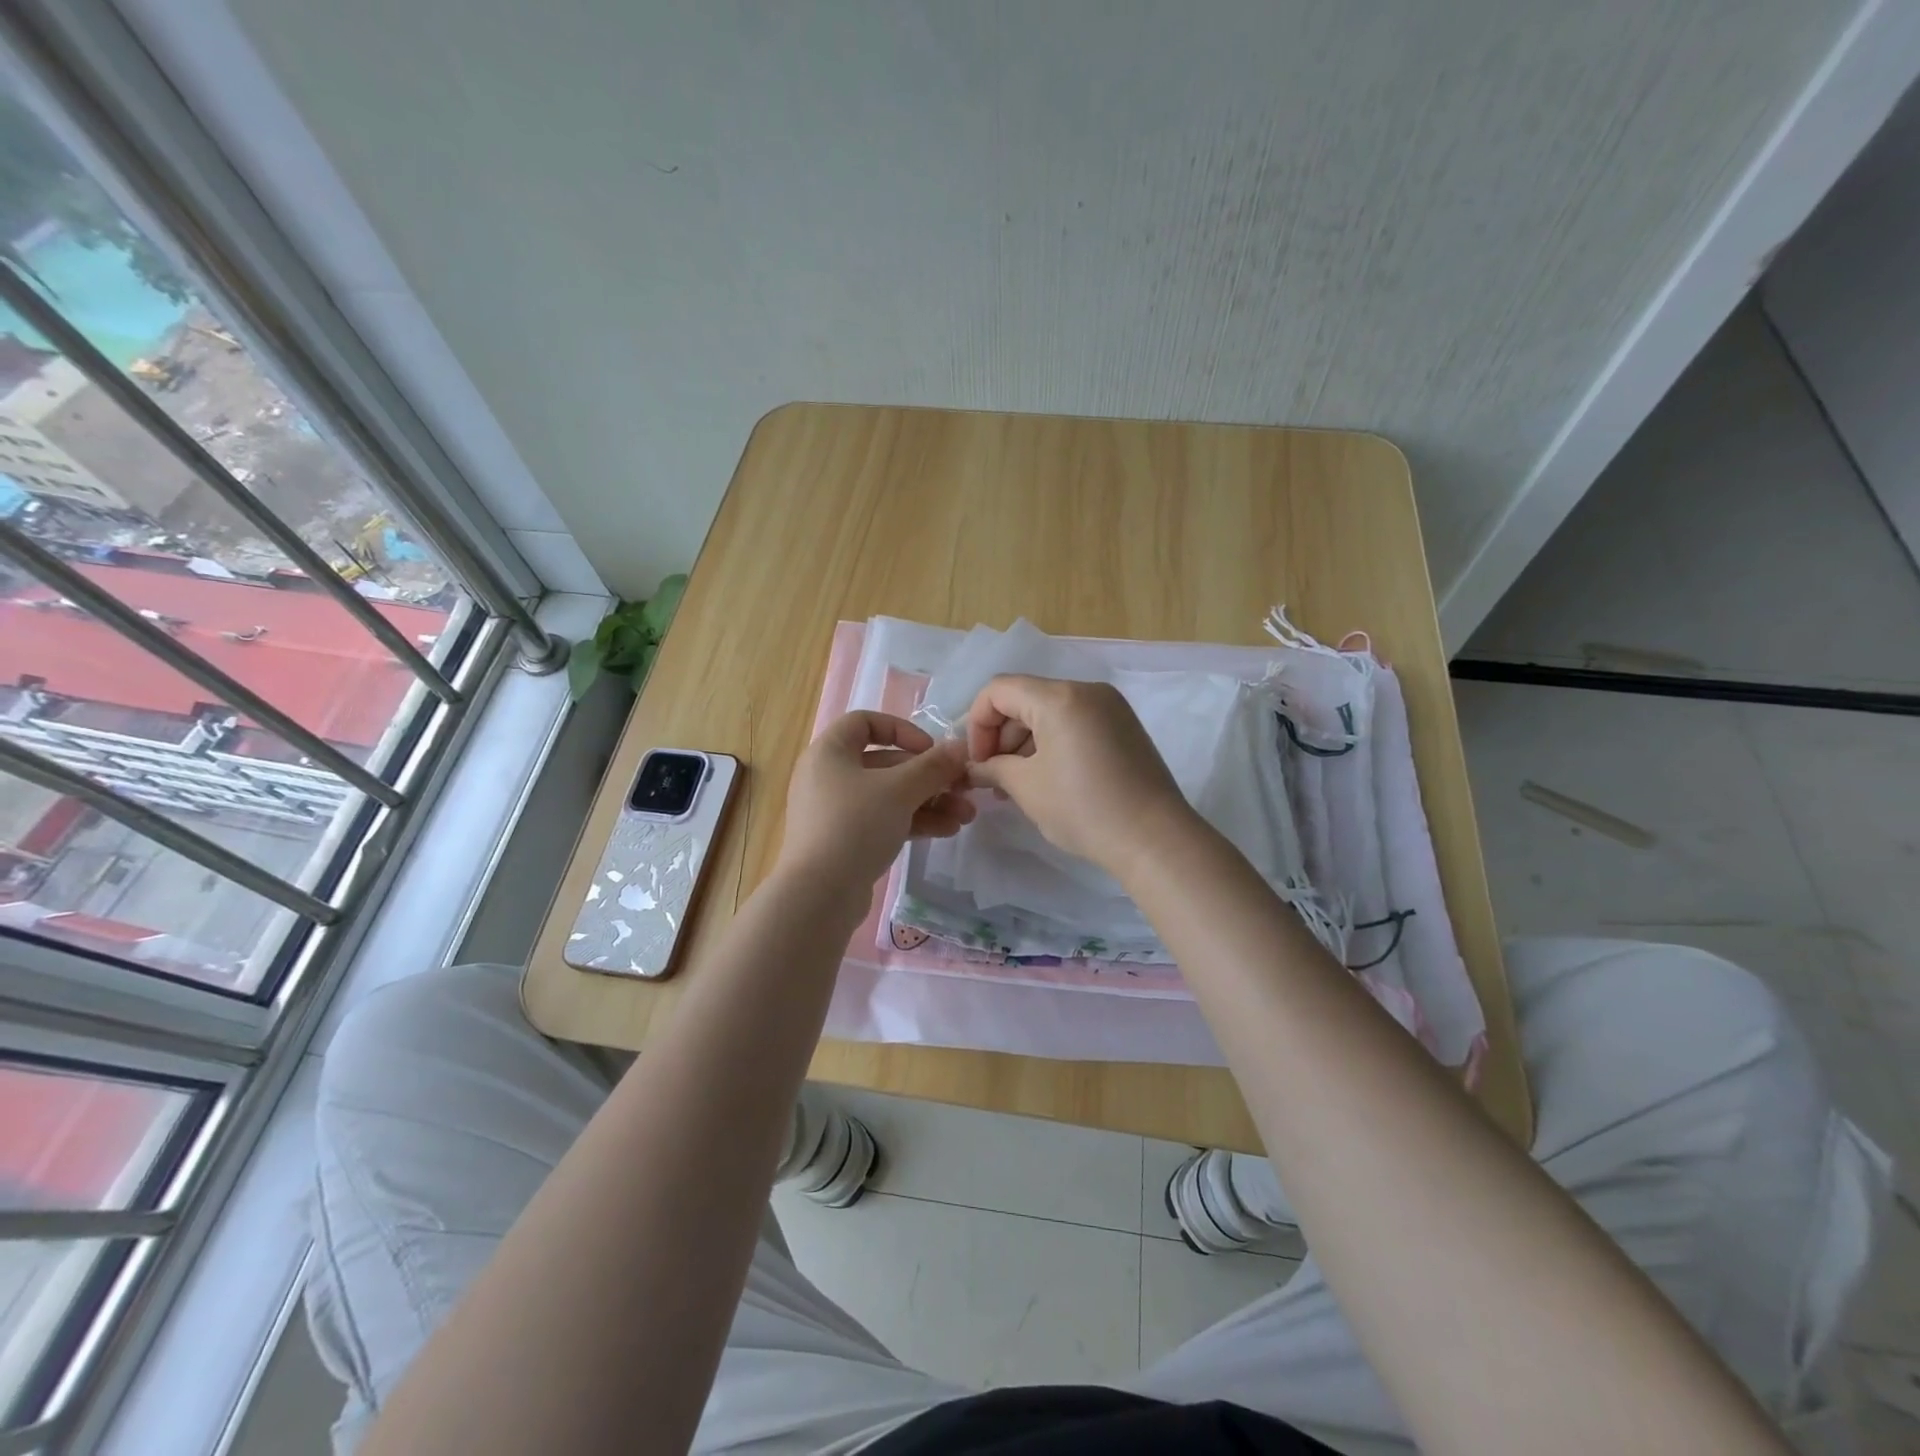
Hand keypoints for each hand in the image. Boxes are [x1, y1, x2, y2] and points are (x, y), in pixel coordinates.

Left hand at [778, 712, 973, 899]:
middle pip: (886, 763)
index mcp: (830, 751)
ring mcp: (836, 810)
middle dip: (930, 776)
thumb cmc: (855, 825)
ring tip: (966, 815)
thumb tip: (960, 747)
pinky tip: (947, 830)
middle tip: (964, 788)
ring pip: (889, 795)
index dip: (903, 730)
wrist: (819, 894)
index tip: (931, 750)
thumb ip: (933, 766)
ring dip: (929, 801)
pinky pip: (883, 819)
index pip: (866, 722)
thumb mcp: (900, 790)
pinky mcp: (845, 840)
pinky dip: (913, 821)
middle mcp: (829, 775)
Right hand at [964, 675, 1194, 878]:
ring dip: (1025, 742)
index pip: (998, 690)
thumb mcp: (1027, 788)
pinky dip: (1052, 743)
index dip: (977, 724)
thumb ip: (992, 768)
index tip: (977, 762)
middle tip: (993, 778)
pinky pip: (1074, 722)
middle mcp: (1086, 690)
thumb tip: (974, 768)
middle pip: (1025, 698)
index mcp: (1059, 697)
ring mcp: (1110, 707)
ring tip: (1016, 784)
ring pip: (1049, 711)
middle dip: (1001, 735)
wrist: (1155, 839)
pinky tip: (1046, 778)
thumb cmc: (1084, 809)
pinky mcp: (1123, 726)